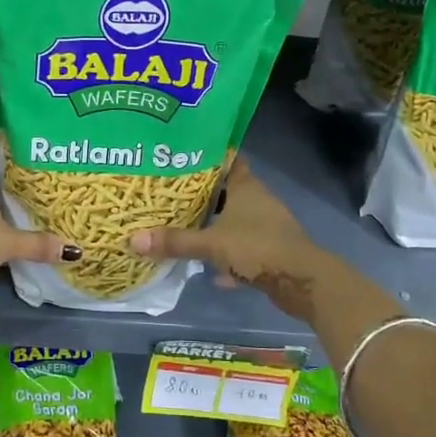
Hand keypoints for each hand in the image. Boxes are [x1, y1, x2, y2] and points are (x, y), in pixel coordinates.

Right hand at [130, 158, 322, 318]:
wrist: (302, 281)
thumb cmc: (257, 247)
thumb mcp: (211, 244)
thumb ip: (175, 241)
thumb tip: (133, 239)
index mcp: (246, 187)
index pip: (227, 159)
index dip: (207, 155)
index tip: (182, 155)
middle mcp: (258, 200)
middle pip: (227, 191)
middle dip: (203, 194)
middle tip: (171, 194)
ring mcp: (266, 226)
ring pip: (234, 220)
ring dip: (215, 225)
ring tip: (184, 227)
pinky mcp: (270, 251)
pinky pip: (242, 248)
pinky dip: (227, 256)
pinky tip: (209, 269)